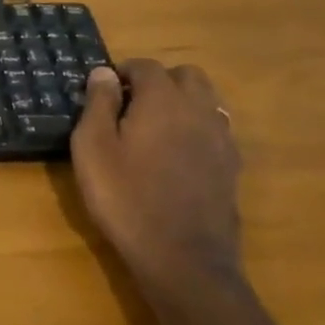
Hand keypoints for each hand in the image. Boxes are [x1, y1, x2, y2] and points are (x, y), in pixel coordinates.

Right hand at [69, 60, 241, 290]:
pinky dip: (196, 129)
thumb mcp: (93, 148)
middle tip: (130, 105)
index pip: (146, 66)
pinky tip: (175, 155)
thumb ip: (99, 104)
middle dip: (159, 81)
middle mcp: (199, 111)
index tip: (102, 91)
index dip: (122, 72)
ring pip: (206, 101)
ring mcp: (221, 140)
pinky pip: (215, 130)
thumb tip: (104, 73)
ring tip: (153, 128)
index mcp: (163, 101)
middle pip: (186, 76)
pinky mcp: (232, 168)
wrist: (182, 258)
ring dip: (181, 103)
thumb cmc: (125, 197)